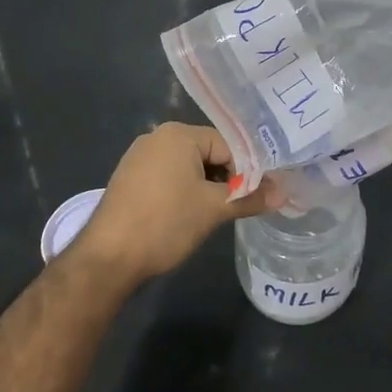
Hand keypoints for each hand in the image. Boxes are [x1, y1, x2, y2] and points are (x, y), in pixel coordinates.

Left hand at [72, 123, 280, 284]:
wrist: (107, 258)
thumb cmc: (165, 223)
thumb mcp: (213, 210)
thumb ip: (250, 197)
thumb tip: (284, 193)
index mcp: (179, 133)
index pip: (228, 144)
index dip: (246, 171)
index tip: (257, 195)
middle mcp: (158, 136)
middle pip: (208, 152)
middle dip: (225, 179)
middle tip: (237, 207)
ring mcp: (139, 157)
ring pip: (188, 167)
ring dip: (205, 187)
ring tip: (214, 215)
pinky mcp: (129, 178)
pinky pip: (168, 176)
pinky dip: (183, 192)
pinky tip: (187, 216)